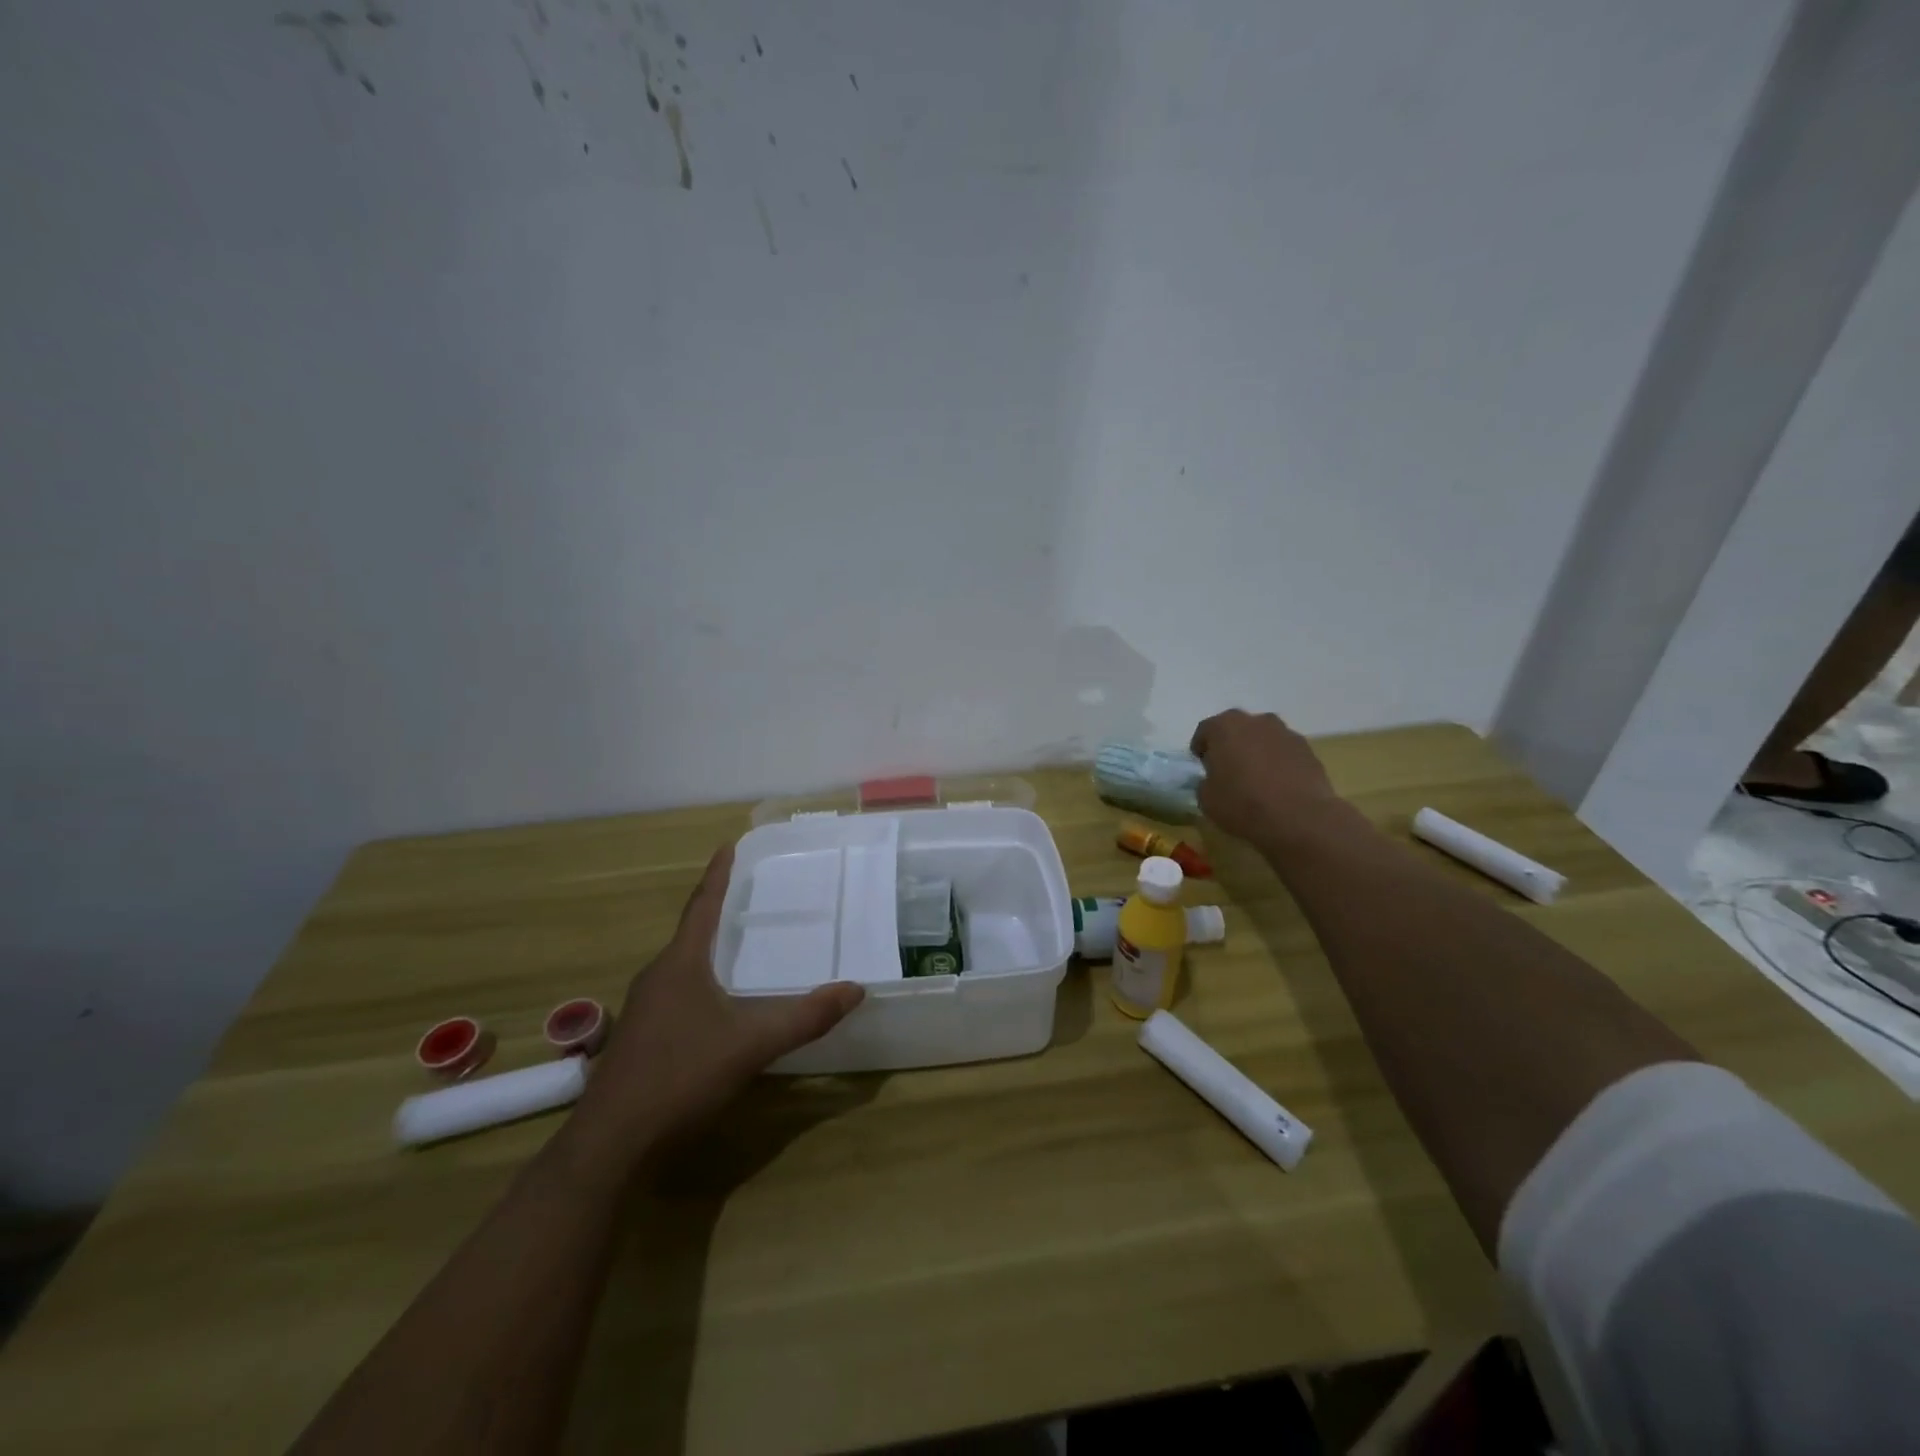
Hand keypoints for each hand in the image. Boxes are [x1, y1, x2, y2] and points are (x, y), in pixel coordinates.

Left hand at [567, 844, 863, 1168]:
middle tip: (748, 896)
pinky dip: (700, 984)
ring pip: (682, 967)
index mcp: (680, 964)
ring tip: (737, 946)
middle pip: (691, 933)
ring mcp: (643, 1010)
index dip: (718, 875)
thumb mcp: (752, 1044)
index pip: (703, 906)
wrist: (611, 1143)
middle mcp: (657, 977)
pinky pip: (676, 994)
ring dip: (708, 951)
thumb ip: (805, 1017)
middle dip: (717, 912)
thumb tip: (855, 989)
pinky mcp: (639, 1040)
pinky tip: (716, 1007)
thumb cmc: (681, 1075)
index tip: (728, 846)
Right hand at [1190, 709, 1343, 843]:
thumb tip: (1213, 780)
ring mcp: (1286, 733)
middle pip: (1237, 728)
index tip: (1202, 766)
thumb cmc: (1243, 804)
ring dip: (1256, 752)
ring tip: (1256, 778)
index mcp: (1225, 727)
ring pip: (1263, 738)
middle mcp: (1256, 721)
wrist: (1300, 818)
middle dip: (1230, 745)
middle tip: (1227, 770)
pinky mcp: (1308, 750)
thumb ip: (1205, 782)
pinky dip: (1278, 763)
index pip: (1205, 730)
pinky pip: (1284, 752)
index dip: (1201, 749)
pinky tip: (1278, 786)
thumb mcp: (1206, 799)